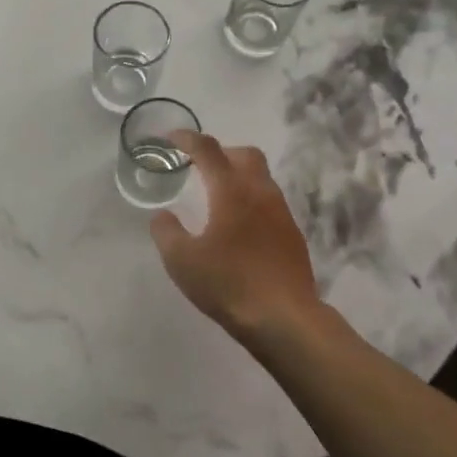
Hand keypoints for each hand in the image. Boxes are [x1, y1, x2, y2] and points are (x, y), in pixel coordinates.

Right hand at [149, 132, 319, 340]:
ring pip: (261, 177)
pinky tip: (238, 227)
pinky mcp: (292, 234)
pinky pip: (269, 202)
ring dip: (238, 176)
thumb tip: (163, 216)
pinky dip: (251, 200)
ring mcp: (281, 212)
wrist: (286, 319)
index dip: (188, 138)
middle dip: (220, 152)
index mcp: (231, 190)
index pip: (208, 149)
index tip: (171, 138)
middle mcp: (260, 192)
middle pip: (244, 154)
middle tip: (199, 167)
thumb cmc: (229, 284)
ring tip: (217, 197)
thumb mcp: (182, 261)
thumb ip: (166, 232)